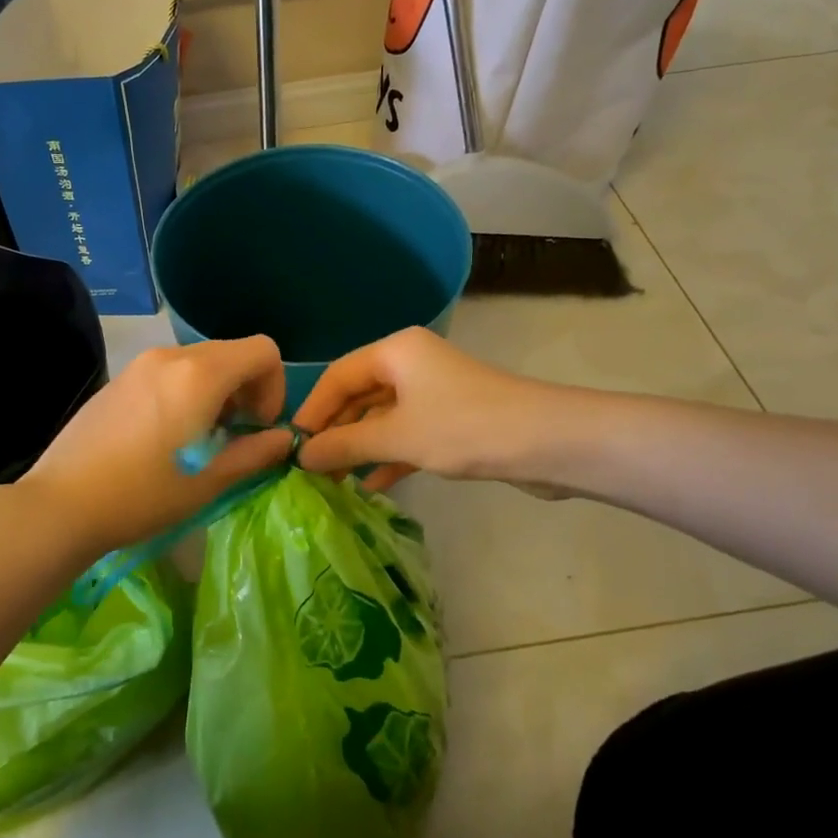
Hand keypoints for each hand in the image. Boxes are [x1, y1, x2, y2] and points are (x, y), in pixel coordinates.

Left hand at [19, 337, 294, 553]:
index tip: (258, 426)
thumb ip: (254, 453)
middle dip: (247, 390)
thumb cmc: (142, 495)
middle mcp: (171, 356)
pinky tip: (166, 435)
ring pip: (200, 362)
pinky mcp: (120, 378)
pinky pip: (169, 371)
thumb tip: (284, 438)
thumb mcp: (208, 481)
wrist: (61, 504)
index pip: (263, 351)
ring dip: (217, 392)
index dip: (274, 386)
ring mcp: (140, 364)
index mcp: (199, 374)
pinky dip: (186, 391)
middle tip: (234, 436)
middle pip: (232, 353)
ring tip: (200, 438)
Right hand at [294, 328, 567, 492]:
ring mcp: (433, 392)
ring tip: (332, 482)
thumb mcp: (397, 436)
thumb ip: (345, 444)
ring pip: (383, 418)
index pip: (338, 375)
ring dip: (360, 448)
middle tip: (309, 469)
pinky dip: (389, 456)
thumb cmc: (464, 427)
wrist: (547, 443)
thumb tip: (301, 455)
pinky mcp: (452, 420)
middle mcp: (411, 364)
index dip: (312, 409)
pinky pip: (407, 434)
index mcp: (395, 351)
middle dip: (335, 432)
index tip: (290, 445)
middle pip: (359, 395)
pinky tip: (371, 485)